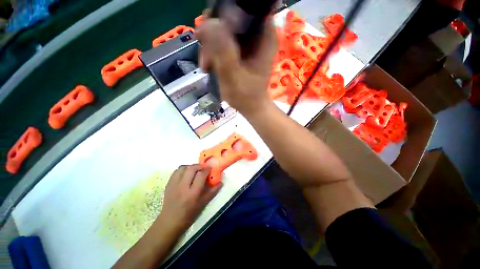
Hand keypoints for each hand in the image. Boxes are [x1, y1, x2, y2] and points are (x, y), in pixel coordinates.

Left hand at [156, 165, 221, 233]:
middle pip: (191, 169)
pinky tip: (186, 173)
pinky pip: (176, 171)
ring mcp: (174, 185)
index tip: (210, 168)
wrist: (170, 221)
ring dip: (191, 166)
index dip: (207, 169)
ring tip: (194, 170)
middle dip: (199, 166)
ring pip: (183, 167)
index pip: (201, 175)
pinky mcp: (168, 184)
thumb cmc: (189, 214)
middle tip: (203, 168)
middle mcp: (183, 187)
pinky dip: (183, 169)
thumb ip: (213, 191)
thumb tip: (221, 182)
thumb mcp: (203, 204)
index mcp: (193, 193)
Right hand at [196, 14, 277, 115]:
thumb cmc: (246, 96)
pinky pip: (224, 41)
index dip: (222, 15)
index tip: (207, 33)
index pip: (244, 8)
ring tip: (207, 66)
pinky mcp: (242, 50)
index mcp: (265, 35)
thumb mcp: (233, 75)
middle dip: (213, 35)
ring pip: (224, 30)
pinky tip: (210, 66)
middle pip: (231, 18)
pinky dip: (215, 52)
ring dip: (211, 47)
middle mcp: (260, 34)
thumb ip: (223, 50)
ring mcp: (250, 42)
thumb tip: (209, 22)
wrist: (251, 107)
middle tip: (206, 57)